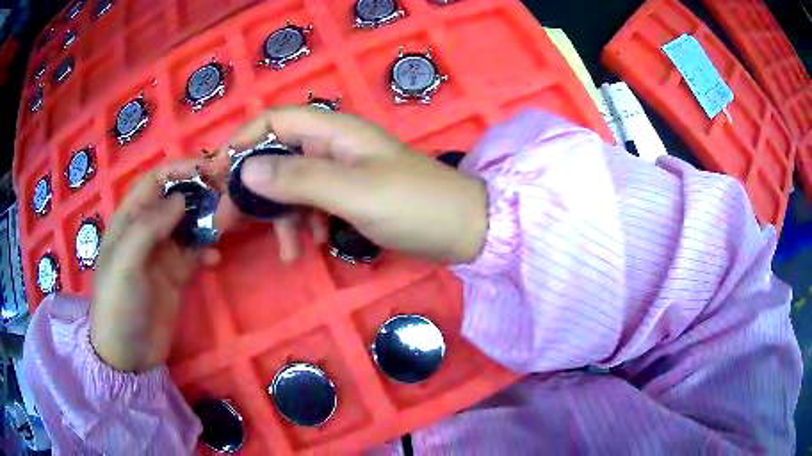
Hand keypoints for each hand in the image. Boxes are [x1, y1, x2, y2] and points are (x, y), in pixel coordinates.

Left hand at [90, 161, 219, 371]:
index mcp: (128, 220)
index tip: (208, 168)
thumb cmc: (118, 304)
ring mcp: (162, 253)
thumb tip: (180, 198)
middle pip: (175, 200)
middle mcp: (146, 231)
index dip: (179, 169)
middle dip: (199, 193)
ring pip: (189, 224)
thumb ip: (148, 226)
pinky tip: (216, 259)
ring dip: (207, 221)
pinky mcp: (176, 275)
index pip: (154, 181)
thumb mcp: (126, 263)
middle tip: (226, 195)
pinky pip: (196, 253)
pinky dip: (208, 250)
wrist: (129, 355)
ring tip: (227, 225)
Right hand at [214, 106, 487, 263]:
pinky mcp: (350, 196)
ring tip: (285, 251)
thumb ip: (299, 178)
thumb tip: (246, 169)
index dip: (242, 142)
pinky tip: (310, 247)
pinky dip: (305, 225)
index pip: (275, 121)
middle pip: (277, 156)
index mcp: (334, 131)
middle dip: (252, 188)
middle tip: (228, 223)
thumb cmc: (415, 206)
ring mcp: (342, 172)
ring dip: (280, 216)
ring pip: (292, 185)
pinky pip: (313, 205)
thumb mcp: (355, 192)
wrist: (465, 230)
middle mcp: (334, 145)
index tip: (216, 174)